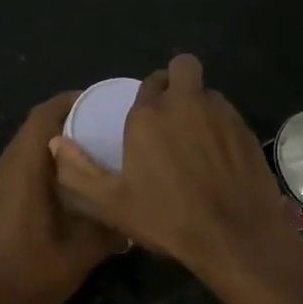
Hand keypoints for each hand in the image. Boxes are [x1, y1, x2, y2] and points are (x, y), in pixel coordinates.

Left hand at [0, 92, 124, 303]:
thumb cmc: (34, 272)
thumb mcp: (83, 249)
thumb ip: (110, 222)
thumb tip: (133, 206)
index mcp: (22, 170)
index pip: (41, 117)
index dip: (68, 101)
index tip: (97, 99)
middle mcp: (3, 169)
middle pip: (32, 129)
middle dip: (64, 120)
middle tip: (100, 123)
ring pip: (23, 148)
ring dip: (51, 142)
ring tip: (87, 148)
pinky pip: (17, 166)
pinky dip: (40, 161)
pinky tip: (64, 180)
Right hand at [50, 53, 296, 273]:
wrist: (235, 236)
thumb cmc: (168, 219)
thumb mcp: (112, 204)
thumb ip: (78, 171)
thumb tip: (56, 143)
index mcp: (148, 115)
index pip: (148, 83)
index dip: (148, 97)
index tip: (146, 120)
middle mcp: (185, 103)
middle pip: (183, 66)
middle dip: (177, 80)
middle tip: (172, 113)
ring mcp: (221, 113)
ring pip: (208, 91)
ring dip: (199, 104)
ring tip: (195, 138)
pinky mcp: (246, 129)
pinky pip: (228, 114)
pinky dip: (220, 126)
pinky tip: (219, 157)